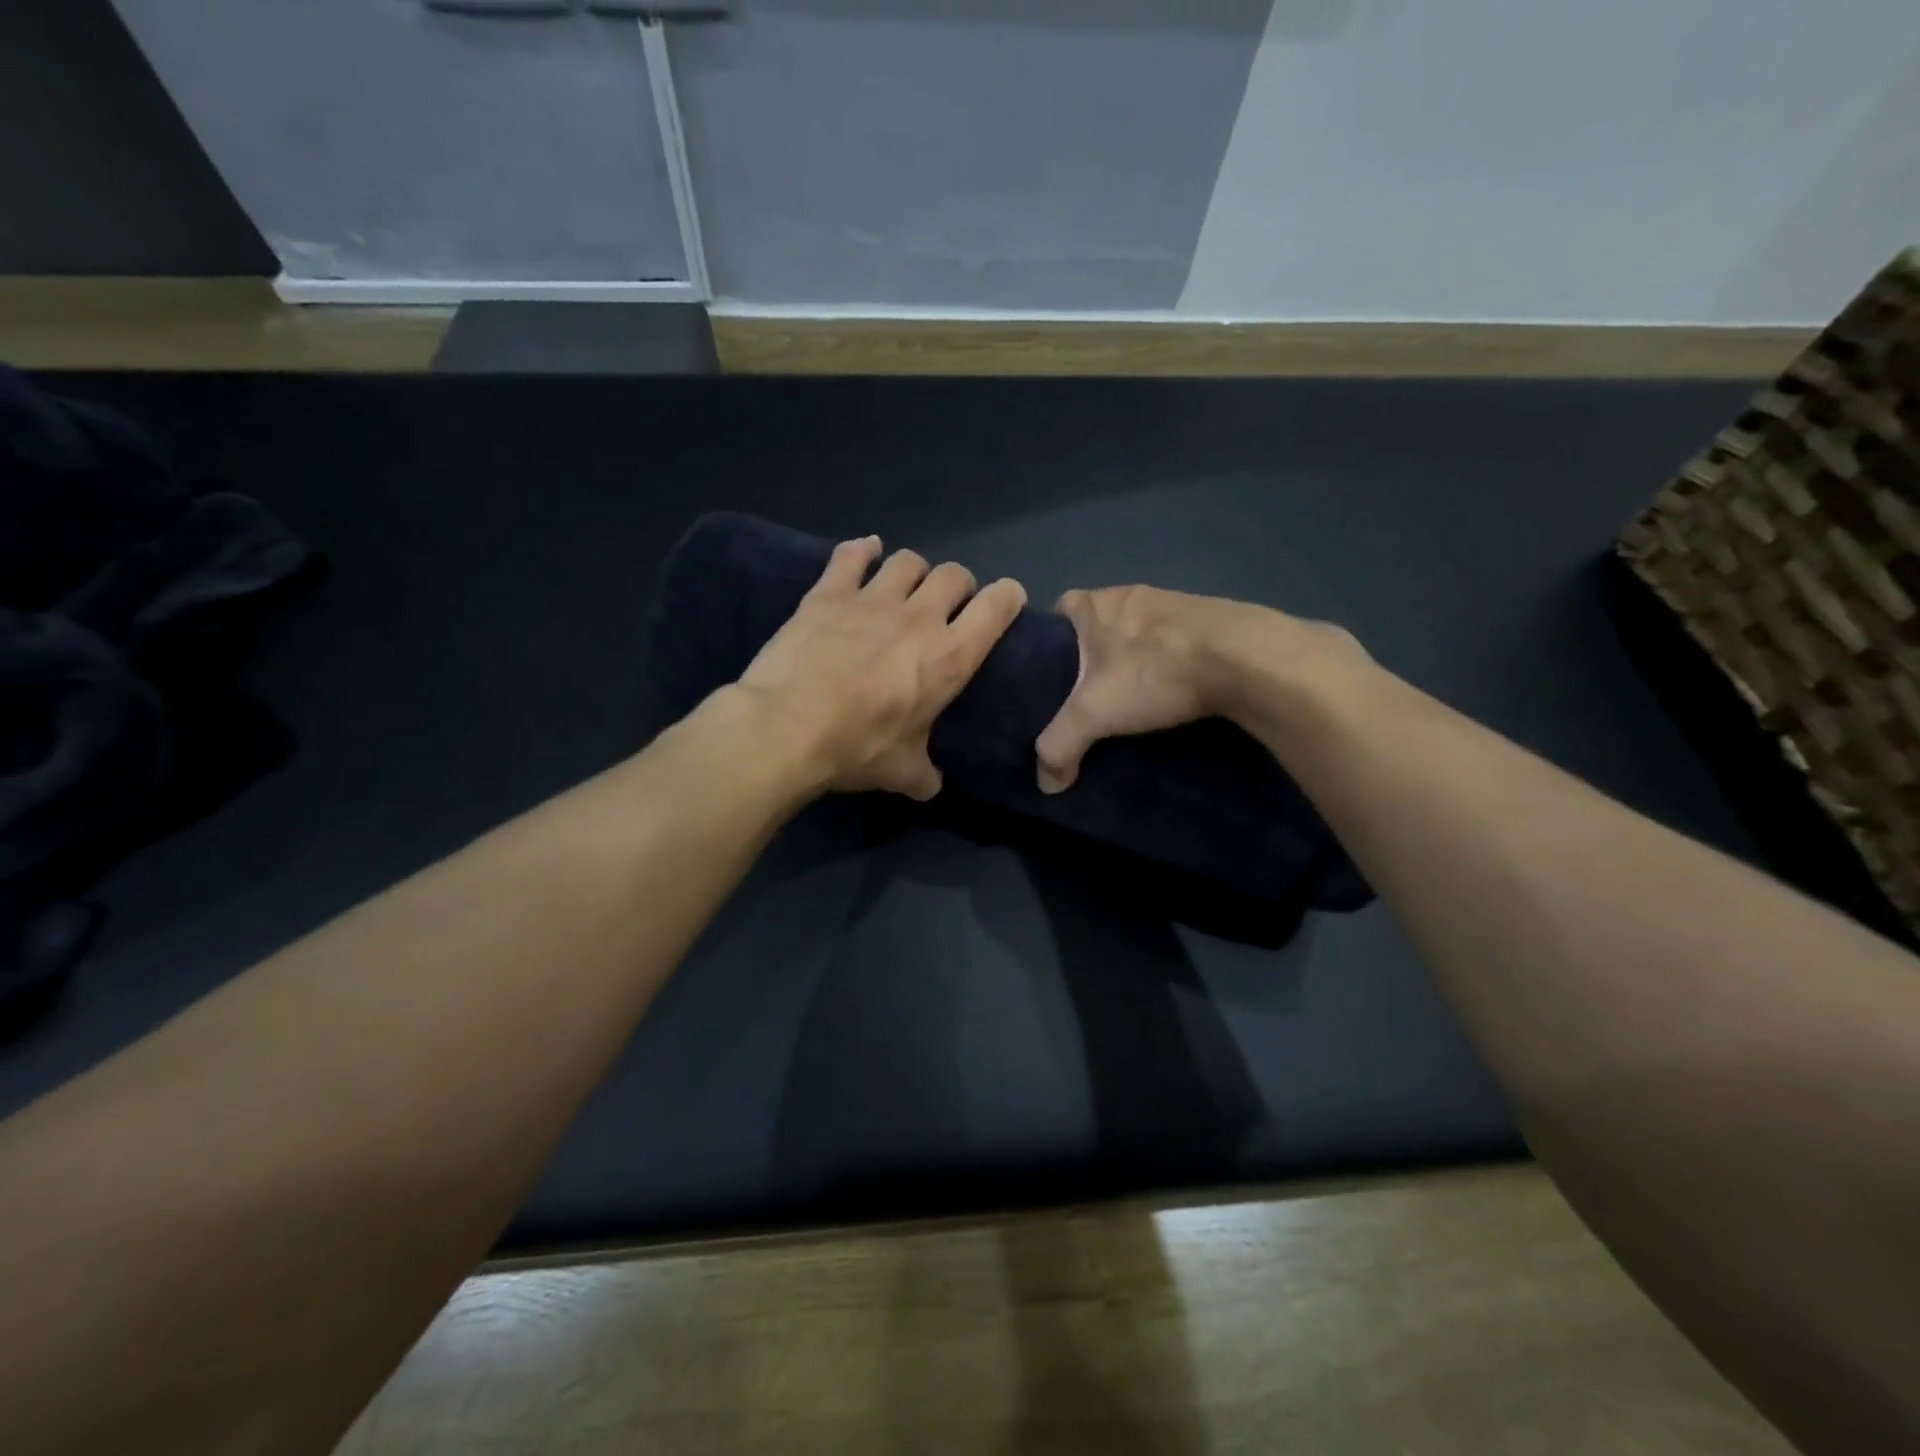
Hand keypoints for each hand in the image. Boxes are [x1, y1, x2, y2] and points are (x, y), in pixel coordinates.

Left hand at [738, 536, 1026, 799]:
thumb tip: (931, 785)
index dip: (1007, 597)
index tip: (1004, 603)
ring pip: (907, 560)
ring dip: (913, 571)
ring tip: (903, 588)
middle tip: (945, 608)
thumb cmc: (855, 748)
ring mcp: (872, 599)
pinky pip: (851, 555)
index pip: (997, 606)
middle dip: (957, 586)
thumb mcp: (900, 772)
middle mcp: (919, 617)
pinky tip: (864, 552)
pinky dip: (861, 550)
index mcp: (949, 658)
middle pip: (954, 574)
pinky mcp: (828, 593)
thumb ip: (924, 774)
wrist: (786, 727)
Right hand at [1035, 586, 1364, 792]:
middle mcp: (1133, 593)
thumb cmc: (1154, 671)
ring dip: (1136, 658)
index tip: (1052, 674)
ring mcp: (1176, 603)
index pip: (1060, 608)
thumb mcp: (1094, 713)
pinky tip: (1176, 692)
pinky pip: (1176, 640)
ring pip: (1140, 631)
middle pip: (1100, 622)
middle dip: (1094, 655)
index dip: (1052, 638)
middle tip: (1090, 696)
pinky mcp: (1212, 619)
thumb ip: (1060, 745)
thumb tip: (1046, 785)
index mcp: (1097, 603)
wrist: (1245, 658)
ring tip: (1135, 699)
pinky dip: (1171, 661)